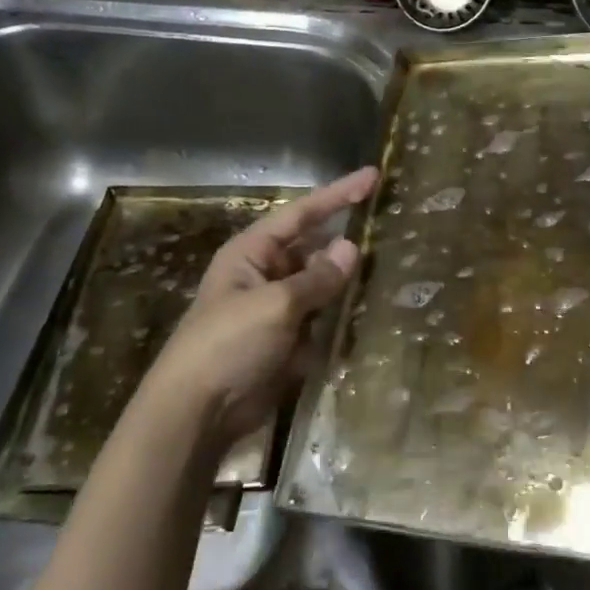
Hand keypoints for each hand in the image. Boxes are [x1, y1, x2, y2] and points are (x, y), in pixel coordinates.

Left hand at [138, 167, 377, 444]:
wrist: (198, 413)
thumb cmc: (228, 345)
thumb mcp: (275, 305)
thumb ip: (317, 277)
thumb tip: (351, 248)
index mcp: (251, 253)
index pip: (301, 213)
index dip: (337, 194)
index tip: (372, 176)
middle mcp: (265, 274)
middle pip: (313, 246)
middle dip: (345, 237)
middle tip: (387, 222)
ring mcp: (277, 309)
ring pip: (321, 283)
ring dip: (348, 278)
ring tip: (391, 263)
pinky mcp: (287, 340)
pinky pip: (322, 316)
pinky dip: (343, 313)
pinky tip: (372, 308)